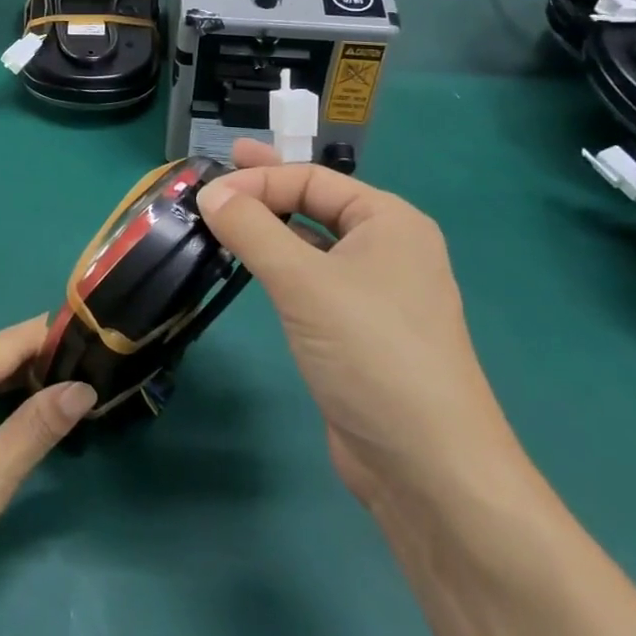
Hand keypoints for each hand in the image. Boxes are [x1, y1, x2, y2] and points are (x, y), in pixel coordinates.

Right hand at [195, 141, 517, 502]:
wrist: (428, 469)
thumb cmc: (372, 353)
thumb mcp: (304, 282)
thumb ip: (253, 230)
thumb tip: (210, 193)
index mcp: (389, 222)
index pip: (313, 180)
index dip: (258, 180)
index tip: (207, 192)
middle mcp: (388, 249)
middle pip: (316, 203)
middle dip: (267, 187)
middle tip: (220, 167)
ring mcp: (376, 293)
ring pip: (312, 243)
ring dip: (270, 227)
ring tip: (224, 215)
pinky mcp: (359, 332)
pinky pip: (312, 280)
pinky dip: (279, 266)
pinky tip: (252, 267)